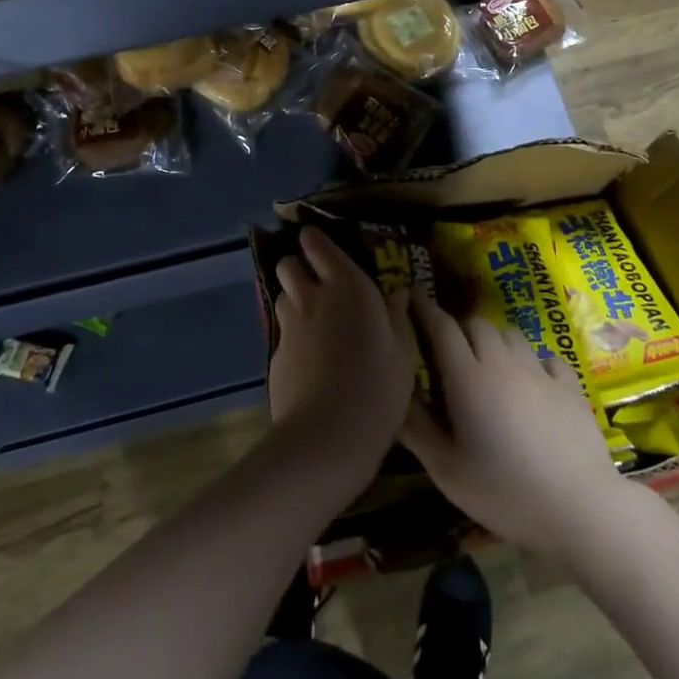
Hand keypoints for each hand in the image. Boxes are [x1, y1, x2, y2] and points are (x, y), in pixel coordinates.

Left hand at [267, 227, 417, 485]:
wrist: (328, 436)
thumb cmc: (378, 386)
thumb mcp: (403, 351)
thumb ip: (398, 316)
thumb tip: (397, 293)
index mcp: (347, 286)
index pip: (317, 244)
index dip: (315, 241)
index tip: (321, 245)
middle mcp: (312, 298)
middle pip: (288, 265)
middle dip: (298, 267)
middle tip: (318, 284)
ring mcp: (288, 328)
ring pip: (282, 297)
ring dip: (294, 301)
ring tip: (314, 322)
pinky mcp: (274, 357)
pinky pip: (282, 335)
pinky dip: (293, 338)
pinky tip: (309, 362)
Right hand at [400, 290, 629, 561]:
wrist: (579, 508)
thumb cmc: (504, 493)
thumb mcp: (446, 470)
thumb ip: (416, 428)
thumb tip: (395, 394)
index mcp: (468, 379)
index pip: (442, 328)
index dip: (424, 308)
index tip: (412, 294)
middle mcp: (503, 363)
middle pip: (477, 324)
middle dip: (458, 328)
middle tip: (448, 350)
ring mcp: (540, 371)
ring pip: (510, 334)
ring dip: (493, 340)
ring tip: (488, 365)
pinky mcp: (570, 385)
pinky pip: (544, 356)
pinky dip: (530, 361)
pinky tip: (531, 383)